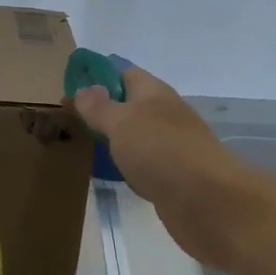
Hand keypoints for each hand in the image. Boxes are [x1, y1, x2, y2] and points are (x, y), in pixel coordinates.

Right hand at [71, 66, 275, 269]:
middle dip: (103, 110)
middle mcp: (165, 115)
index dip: (97, 77)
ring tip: (84, 145)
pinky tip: (111, 174)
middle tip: (69, 121)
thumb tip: (84, 88)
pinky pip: (144, 164)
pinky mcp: (173, 177)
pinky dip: (127, 166)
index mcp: (154, 93)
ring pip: (137, 136)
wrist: (207, 201)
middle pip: (131, 105)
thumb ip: (100, 107)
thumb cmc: (160, 151)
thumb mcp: (122, 122)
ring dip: (115, 139)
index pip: (124, 73)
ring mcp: (172, 147)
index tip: (68, 90)